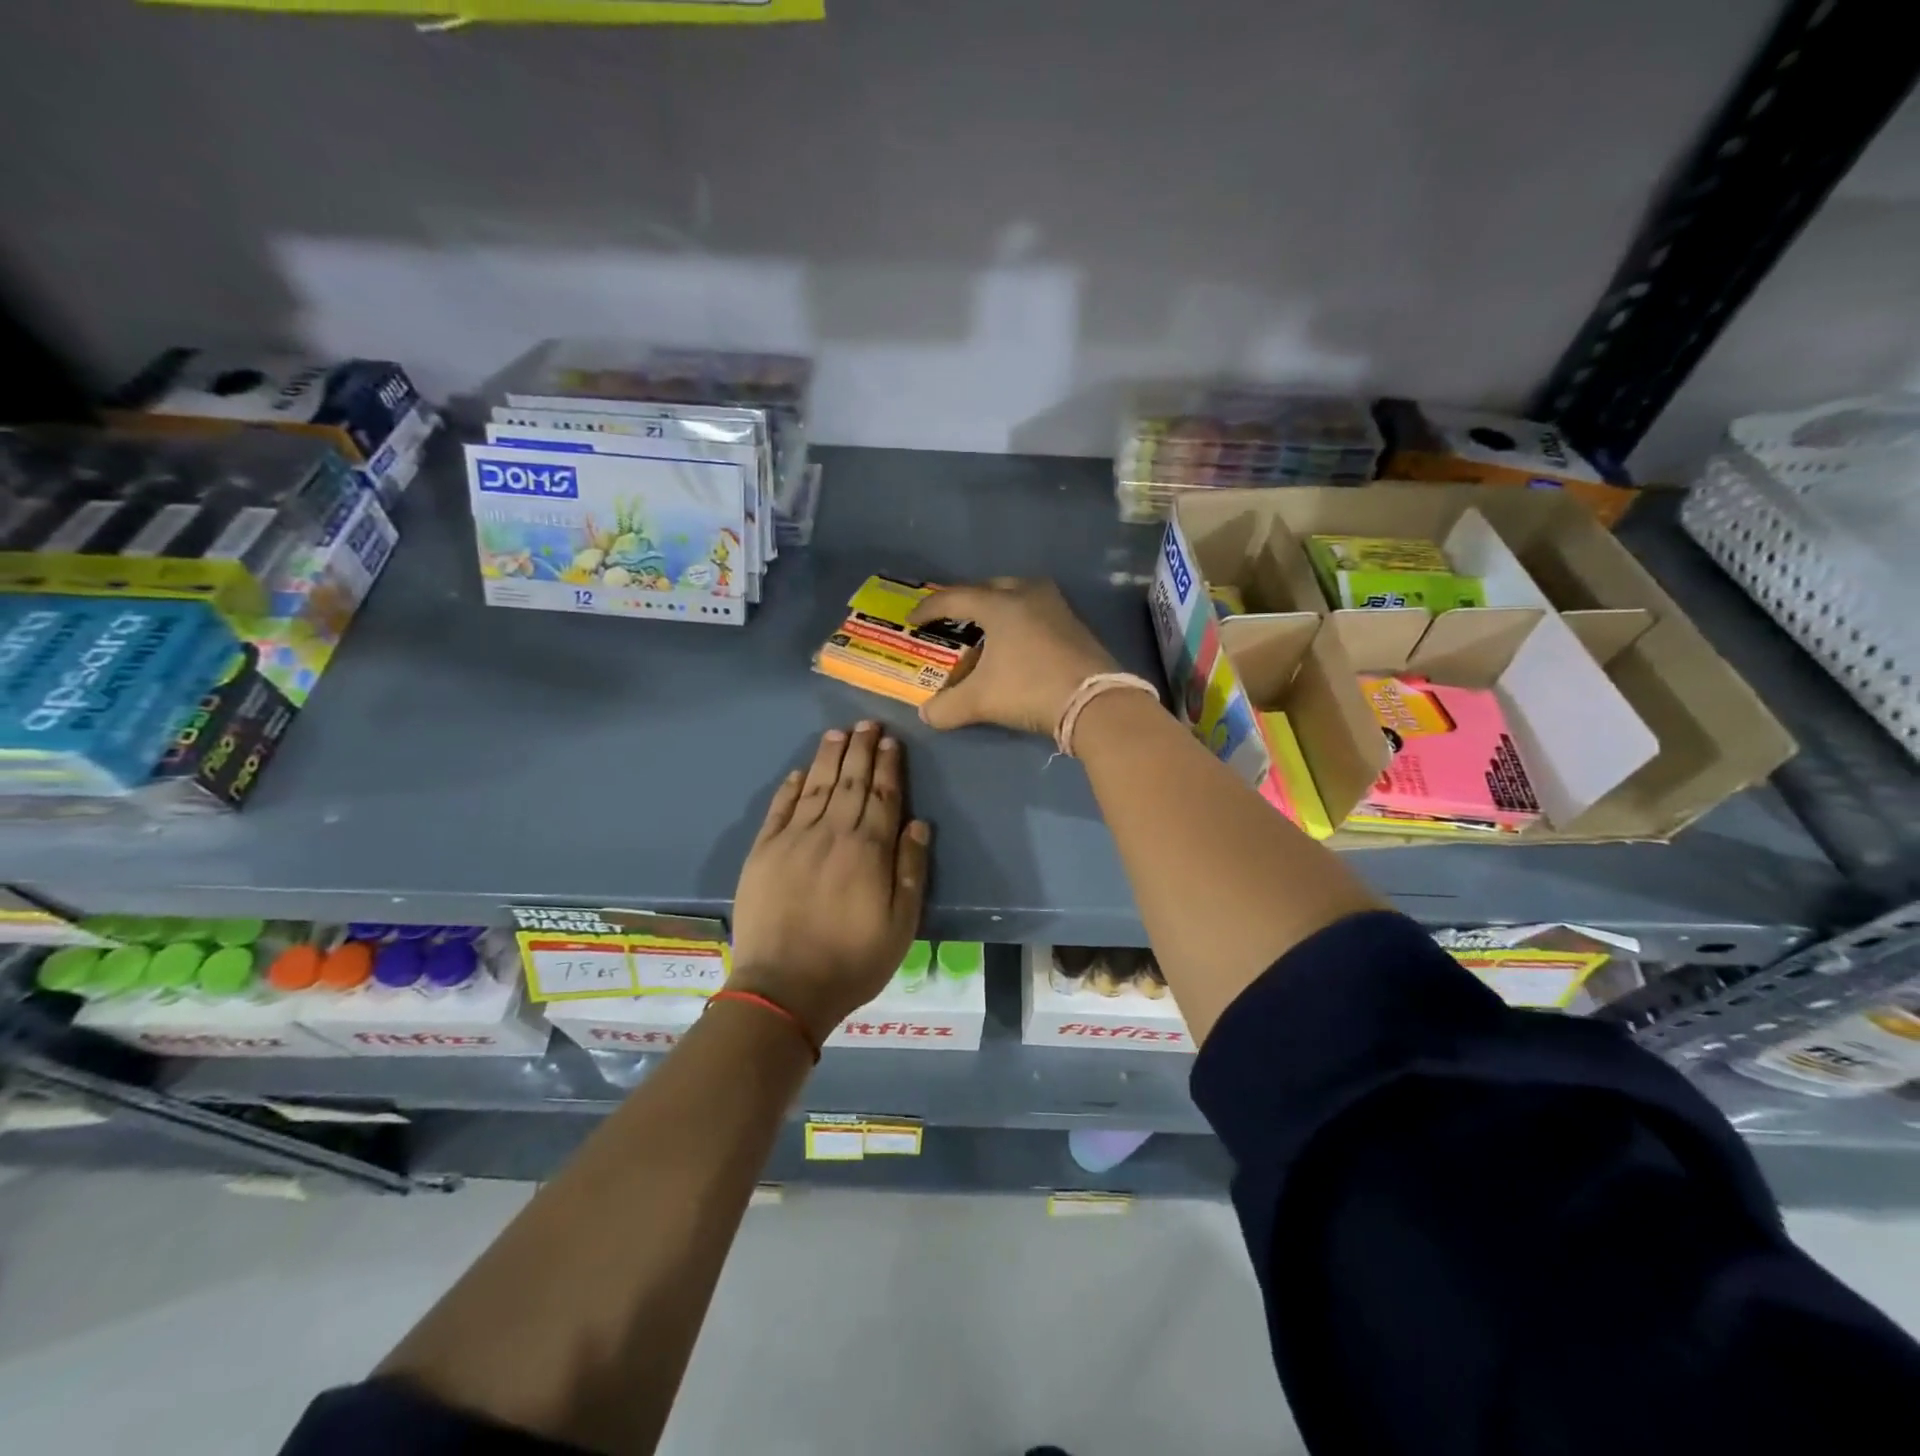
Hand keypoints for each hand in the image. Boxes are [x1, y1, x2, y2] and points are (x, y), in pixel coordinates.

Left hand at [728, 722, 929, 1041]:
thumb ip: (910, 872)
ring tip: (838, 734)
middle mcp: (831, 833)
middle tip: (867, 723)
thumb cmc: (852, 961)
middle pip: (850, 782)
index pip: (883, 796)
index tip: (891, 741)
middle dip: (861, 750)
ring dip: (828, 758)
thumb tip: (917, 825)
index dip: (888, 766)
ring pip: (815, 786)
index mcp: (868, 850)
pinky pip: (779, 809)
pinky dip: (790, 787)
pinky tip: (798, 772)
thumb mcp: (900, 925)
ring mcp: (793, 839)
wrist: (783, 988)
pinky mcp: (763, 852)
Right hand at [908, 578, 1118, 735]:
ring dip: (996, 608)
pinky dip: (1019, 620)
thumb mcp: (981, 701)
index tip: (913, 620)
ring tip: (984, 628)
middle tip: (951, 618)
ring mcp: (1056, 606)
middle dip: (966, 601)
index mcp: (999, 604)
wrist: (1095, 702)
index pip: (954, 598)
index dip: (929, 609)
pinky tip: (1016, 642)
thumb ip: (947, 707)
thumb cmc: (1030, 689)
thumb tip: (926, 715)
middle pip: (988, 588)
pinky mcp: (1074, 624)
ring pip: (1017, 595)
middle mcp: (1027, 595)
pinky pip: (1036, 611)